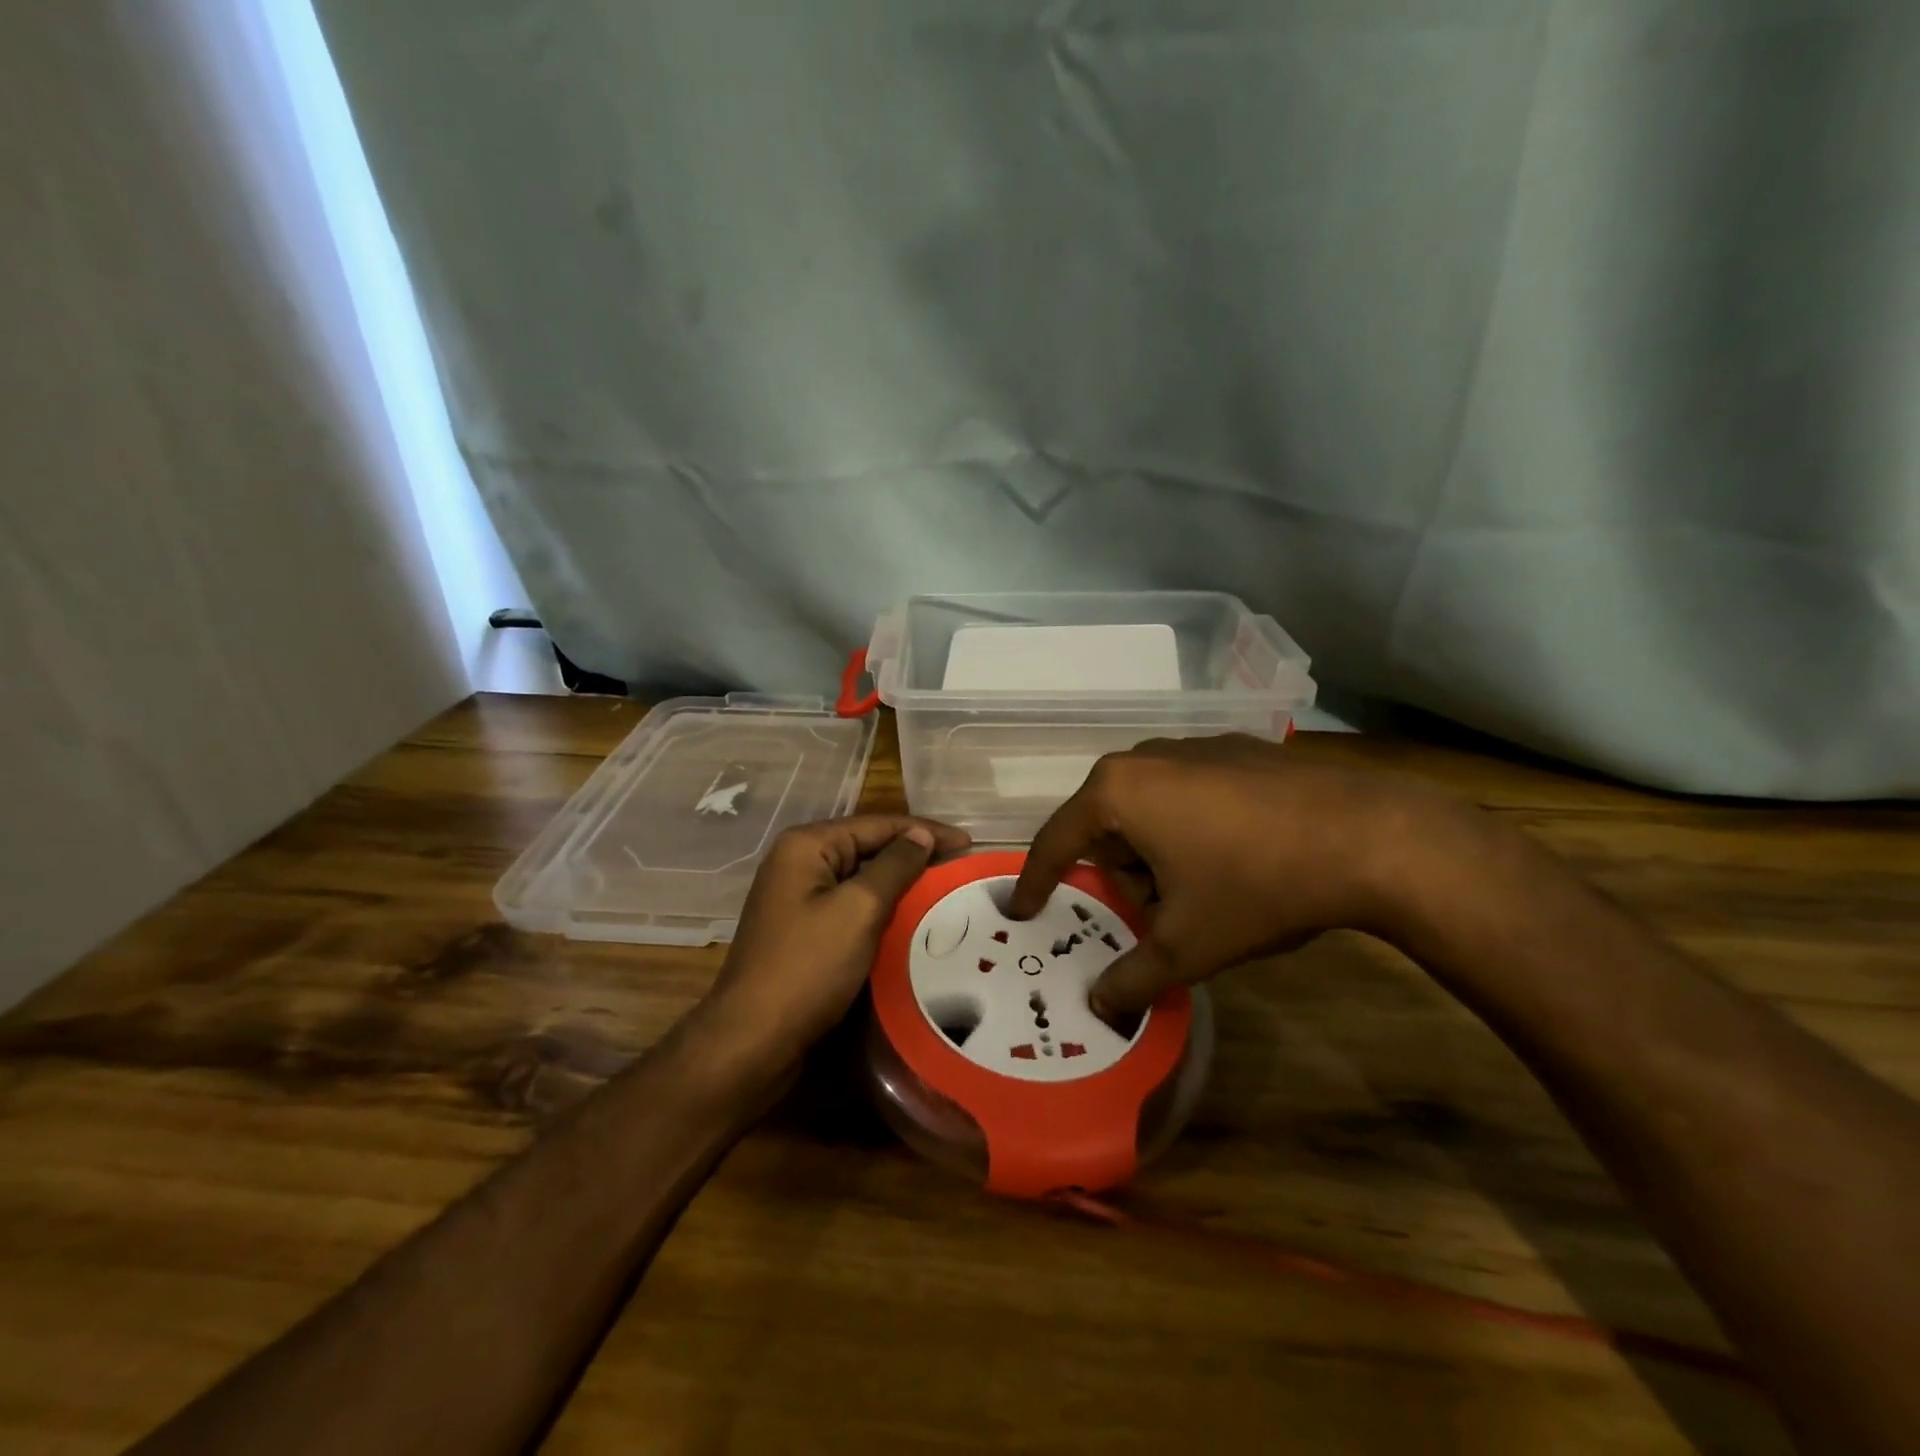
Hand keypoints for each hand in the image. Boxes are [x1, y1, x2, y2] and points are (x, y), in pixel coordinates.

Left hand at [698, 815, 971, 1073]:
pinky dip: (880, 908)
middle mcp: (798, 862)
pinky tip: (908, 919)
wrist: (752, 1040)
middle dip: (914, 855)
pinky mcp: (801, 929)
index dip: (926, 832)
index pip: (878, 824)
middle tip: (960, 866)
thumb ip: (894, 866)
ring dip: (899, 883)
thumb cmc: (808, 967)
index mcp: (807, 845)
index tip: (969, 843)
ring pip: (860, 878)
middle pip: (867, 846)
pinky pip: (849, 905)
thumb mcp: (859, 910)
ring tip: (943, 890)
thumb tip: (921, 835)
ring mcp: (796, 897)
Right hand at [1008, 735, 1464, 1018]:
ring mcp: (1194, 746)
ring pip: (1148, 807)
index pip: (1057, 842)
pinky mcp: (1236, 748)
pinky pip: (1188, 791)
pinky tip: (1236, 856)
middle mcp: (1145, 757)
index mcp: (1117, 792)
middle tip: (1154, 913)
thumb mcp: (1187, 946)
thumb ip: (1131, 977)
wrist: (1370, 837)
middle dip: (1120, 873)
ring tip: (1202, 890)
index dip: (1036, 882)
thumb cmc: (1256, 885)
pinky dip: (1191, 826)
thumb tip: (1099, 1005)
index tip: (1023, 910)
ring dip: (1156, 851)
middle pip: (1106, 825)